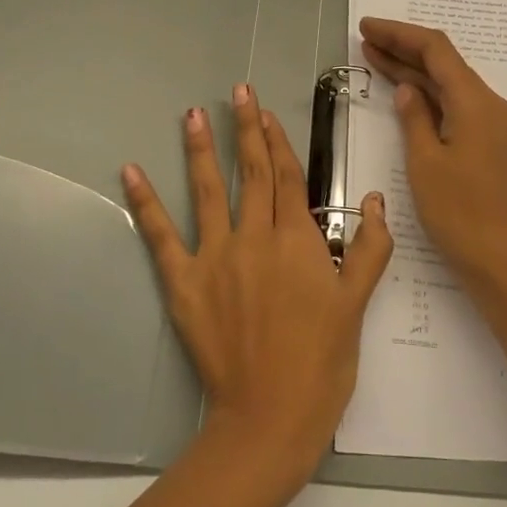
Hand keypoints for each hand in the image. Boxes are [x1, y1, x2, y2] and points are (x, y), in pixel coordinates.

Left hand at [122, 84, 393, 484]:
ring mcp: (216, 258)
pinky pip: (161, 236)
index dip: (278, 142)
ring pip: (209, 191)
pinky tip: (130, 172)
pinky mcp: (184, 284)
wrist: (270, 416)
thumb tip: (376, 200)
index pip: (288, 177)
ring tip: (192, 114)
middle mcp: (256, 238)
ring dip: (201, 149)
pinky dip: (145, 203)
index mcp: (298, 240)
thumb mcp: (357, 305)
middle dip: (246, 128)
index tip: (269, 112)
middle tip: (239, 91)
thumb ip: (369, 248)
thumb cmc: (321, 362)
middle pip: (252, 173)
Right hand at [358, 17, 506, 299]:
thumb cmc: (459, 212)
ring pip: (448, 84)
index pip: (436, 50)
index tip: (366, 28)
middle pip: (444, 63)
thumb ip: (414, 118)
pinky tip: (403, 92)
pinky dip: (427, 96)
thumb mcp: (425, 162)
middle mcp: (489, 105)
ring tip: (373, 58)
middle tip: (365, 39)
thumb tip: (406, 88)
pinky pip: (455, 105)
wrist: (500, 259)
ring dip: (413, 71)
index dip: (399, 33)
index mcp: (475, 102)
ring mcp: (491, 124)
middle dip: (404, 48)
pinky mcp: (488, 142)